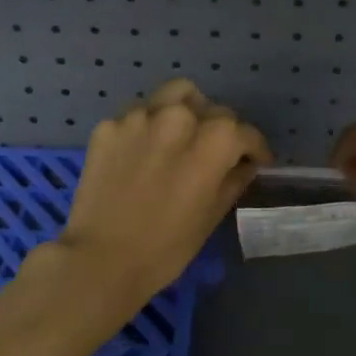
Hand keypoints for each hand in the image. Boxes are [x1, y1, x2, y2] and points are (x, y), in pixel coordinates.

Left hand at [41, 78, 272, 313]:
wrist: (100, 259)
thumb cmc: (166, 247)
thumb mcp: (212, 215)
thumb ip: (233, 179)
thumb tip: (244, 163)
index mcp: (213, 140)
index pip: (245, 132)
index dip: (255, 147)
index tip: (255, 160)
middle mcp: (179, 116)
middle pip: (212, 109)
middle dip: (220, 129)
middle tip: (214, 153)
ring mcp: (139, 116)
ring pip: (174, 95)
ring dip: (186, 111)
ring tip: (181, 136)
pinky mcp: (109, 124)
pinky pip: (139, 114)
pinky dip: (148, 127)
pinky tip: (143, 152)